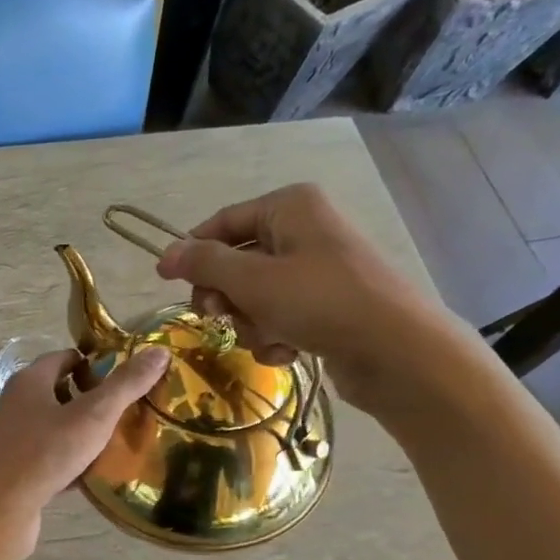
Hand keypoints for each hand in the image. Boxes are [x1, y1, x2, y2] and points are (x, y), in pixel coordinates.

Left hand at [0, 346, 170, 551]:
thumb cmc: (45, 452)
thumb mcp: (94, 415)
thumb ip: (126, 384)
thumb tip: (159, 351)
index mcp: (29, 382)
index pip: (63, 358)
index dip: (93, 364)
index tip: (122, 379)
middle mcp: (13, 404)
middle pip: (56, 393)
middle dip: (88, 400)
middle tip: (122, 412)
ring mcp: (9, 439)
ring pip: (51, 428)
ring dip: (77, 433)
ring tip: (111, 444)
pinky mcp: (10, 470)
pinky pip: (44, 458)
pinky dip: (65, 463)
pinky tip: (87, 476)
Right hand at [154, 183, 464, 414]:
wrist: (395, 352)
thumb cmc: (320, 302)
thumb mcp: (253, 280)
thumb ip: (205, 264)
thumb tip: (166, 253)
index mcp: (289, 207)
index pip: (223, 222)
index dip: (191, 250)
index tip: (164, 279)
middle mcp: (303, 231)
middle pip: (236, 262)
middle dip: (226, 296)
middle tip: (217, 317)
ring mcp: (316, 271)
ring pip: (254, 296)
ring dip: (250, 322)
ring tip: (269, 337)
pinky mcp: (325, 307)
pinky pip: (279, 316)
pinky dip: (274, 336)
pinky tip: (287, 352)